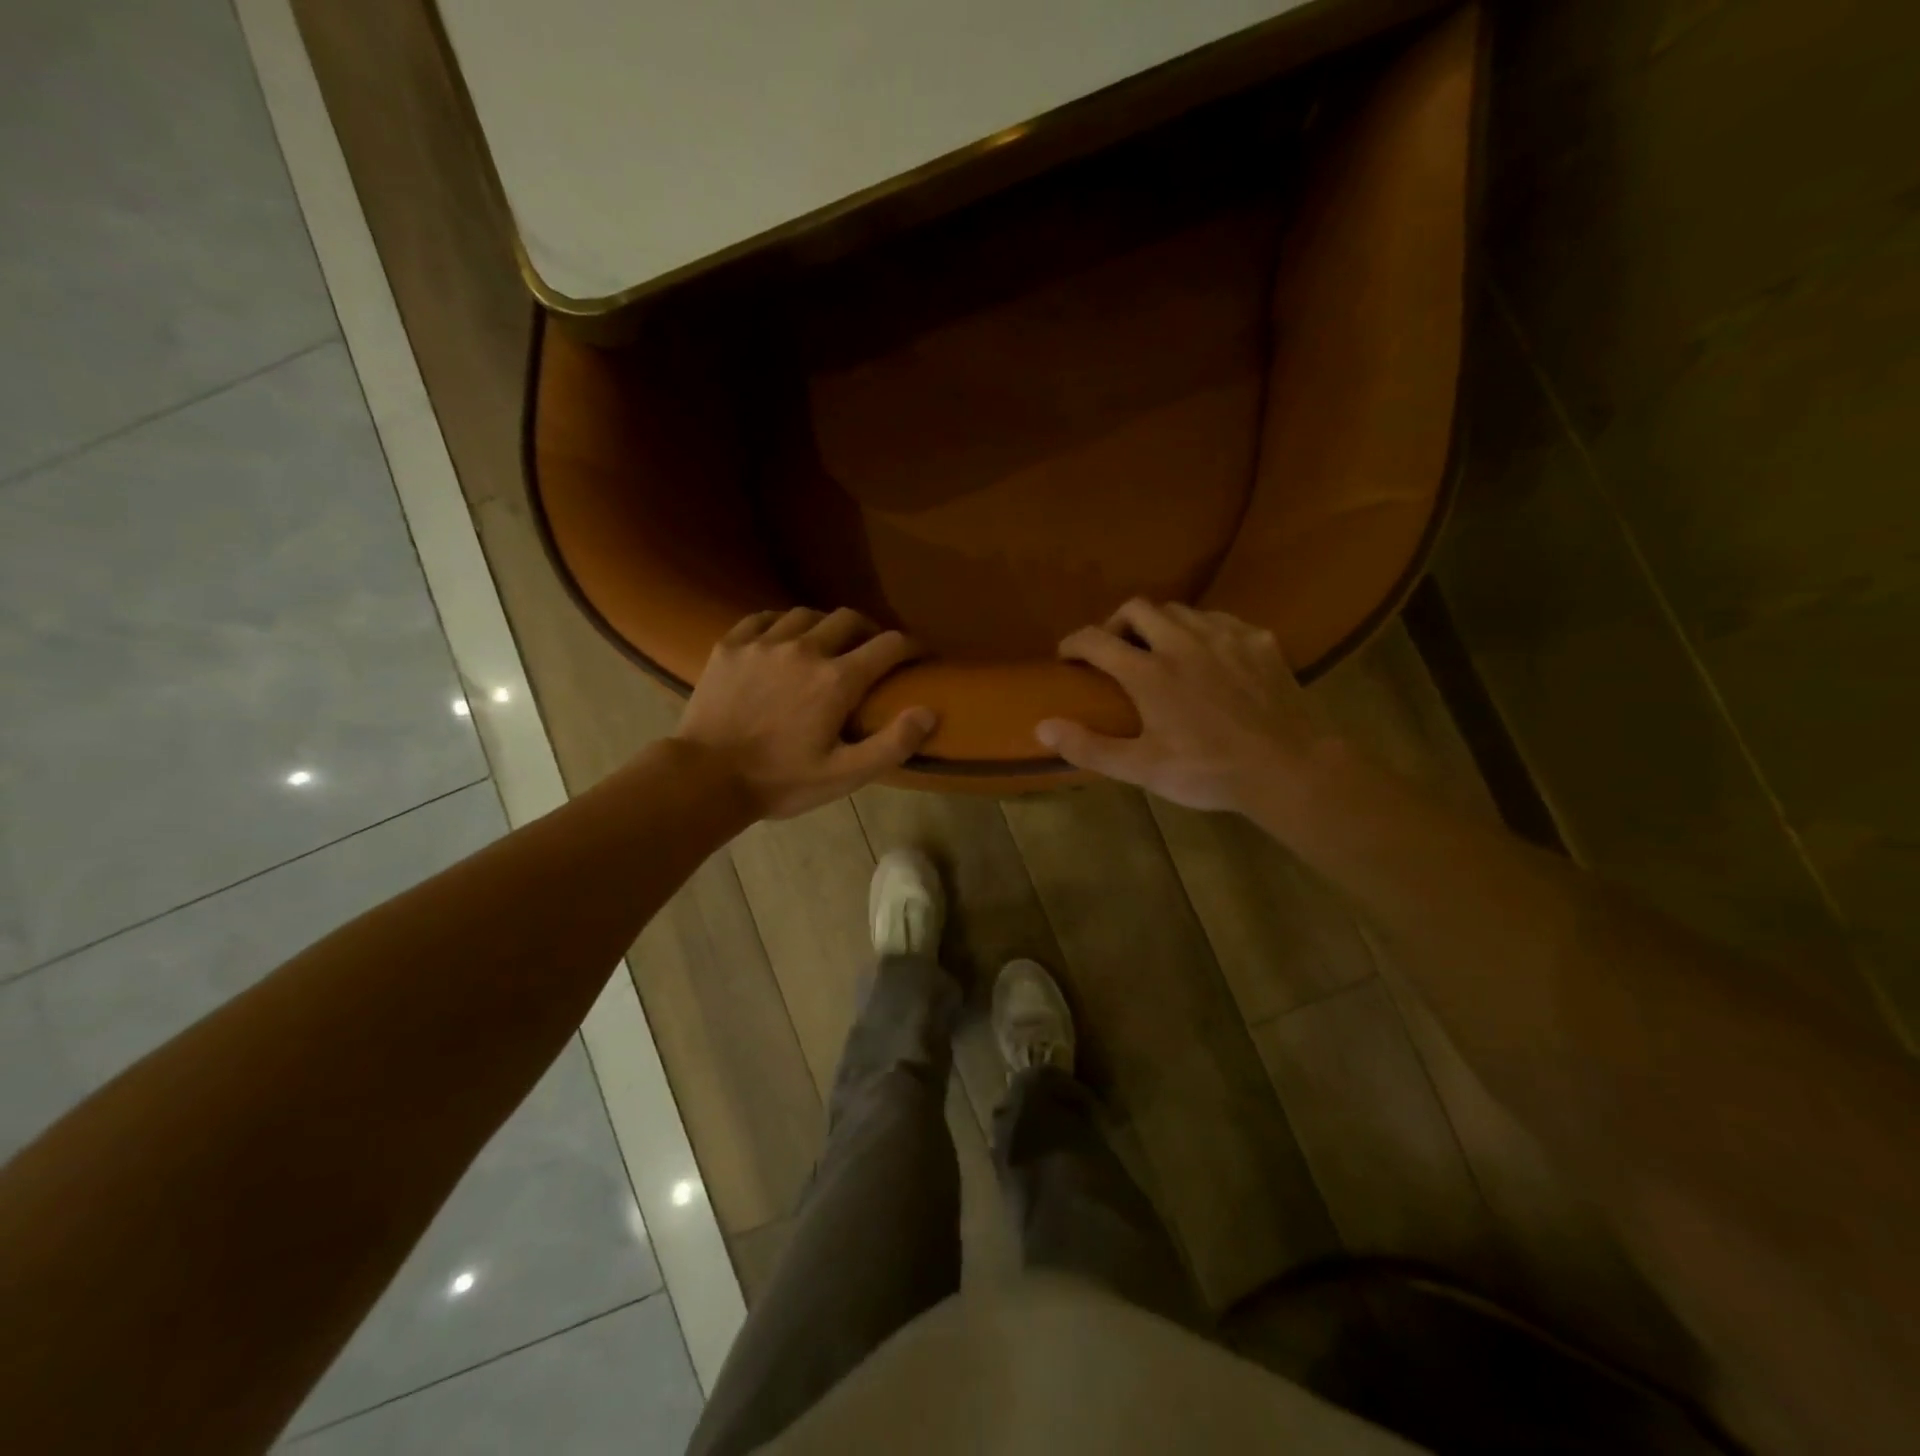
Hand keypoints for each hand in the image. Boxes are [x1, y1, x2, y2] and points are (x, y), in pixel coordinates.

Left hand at [676, 607, 935, 819]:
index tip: (920, 654)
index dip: (912, 646)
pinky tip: (782, 638)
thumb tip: (929, 711)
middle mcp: (805, 649)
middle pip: (849, 619)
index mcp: (837, 679)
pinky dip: (782, 623)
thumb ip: (892, 744)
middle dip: (870, 630)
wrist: (705, 778)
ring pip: (807, 614)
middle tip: (873, 650)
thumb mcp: (844, 775)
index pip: (889, 645)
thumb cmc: (780, 781)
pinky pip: (763, 617)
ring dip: (826, 625)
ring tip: (828, 644)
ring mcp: (763, 643)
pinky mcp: (730, 646)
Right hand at [1035, 600, 1329, 814]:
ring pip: (1180, 609)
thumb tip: (1042, 726)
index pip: (1096, 640)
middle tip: (1114, 650)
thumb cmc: (1209, 772)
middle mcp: (1182, 642)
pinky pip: (1220, 620)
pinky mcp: (1259, 640)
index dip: (1073, 643)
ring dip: (1159, 624)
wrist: (1288, 768)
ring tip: (1159, 649)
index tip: (1066, 656)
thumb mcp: (1142, 768)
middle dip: (1116, 623)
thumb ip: (1089, 746)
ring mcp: (1225, 636)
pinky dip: (1201, 630)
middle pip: (1137, 608)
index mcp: (1149, 672)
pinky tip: (1207, 653)